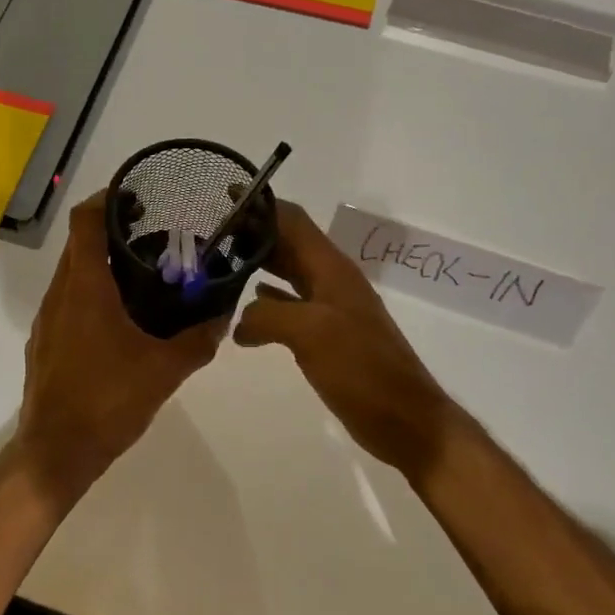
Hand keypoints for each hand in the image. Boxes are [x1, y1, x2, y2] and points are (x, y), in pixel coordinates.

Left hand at [13, 191, 225, 507]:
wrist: (56, 451)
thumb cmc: (107, 402)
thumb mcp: (164, 371)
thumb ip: (198, 340)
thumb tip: (224, 316)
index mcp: (85, 289)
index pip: (86, 221)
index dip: (107, 199)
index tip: (137, 196)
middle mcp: (60, 294)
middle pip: (79, 243)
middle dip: (111, 230)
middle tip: (153, 234)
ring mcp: (47, 319)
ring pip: (72, 273)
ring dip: (101, 264)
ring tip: (143, 274)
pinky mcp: (44, 342)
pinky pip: (67, 301)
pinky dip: (91, 292)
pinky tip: (120, 317)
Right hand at [234, 200, 469, 485]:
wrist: (404, 420)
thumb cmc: (363, 370)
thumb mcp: (312, 333)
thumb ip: (270, 315)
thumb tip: (240, 320)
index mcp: (331, 270)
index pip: (293, 221)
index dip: (261, 206)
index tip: (223, 194)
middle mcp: (331, 282)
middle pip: (288, 244)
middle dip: (252, 233)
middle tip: (209, 232)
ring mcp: (330, 310)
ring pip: (288, 275)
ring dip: (257, 265)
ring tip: (218, 264)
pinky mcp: (326, 337)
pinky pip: (291, 306)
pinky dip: (267, 301)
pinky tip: (245, 308)